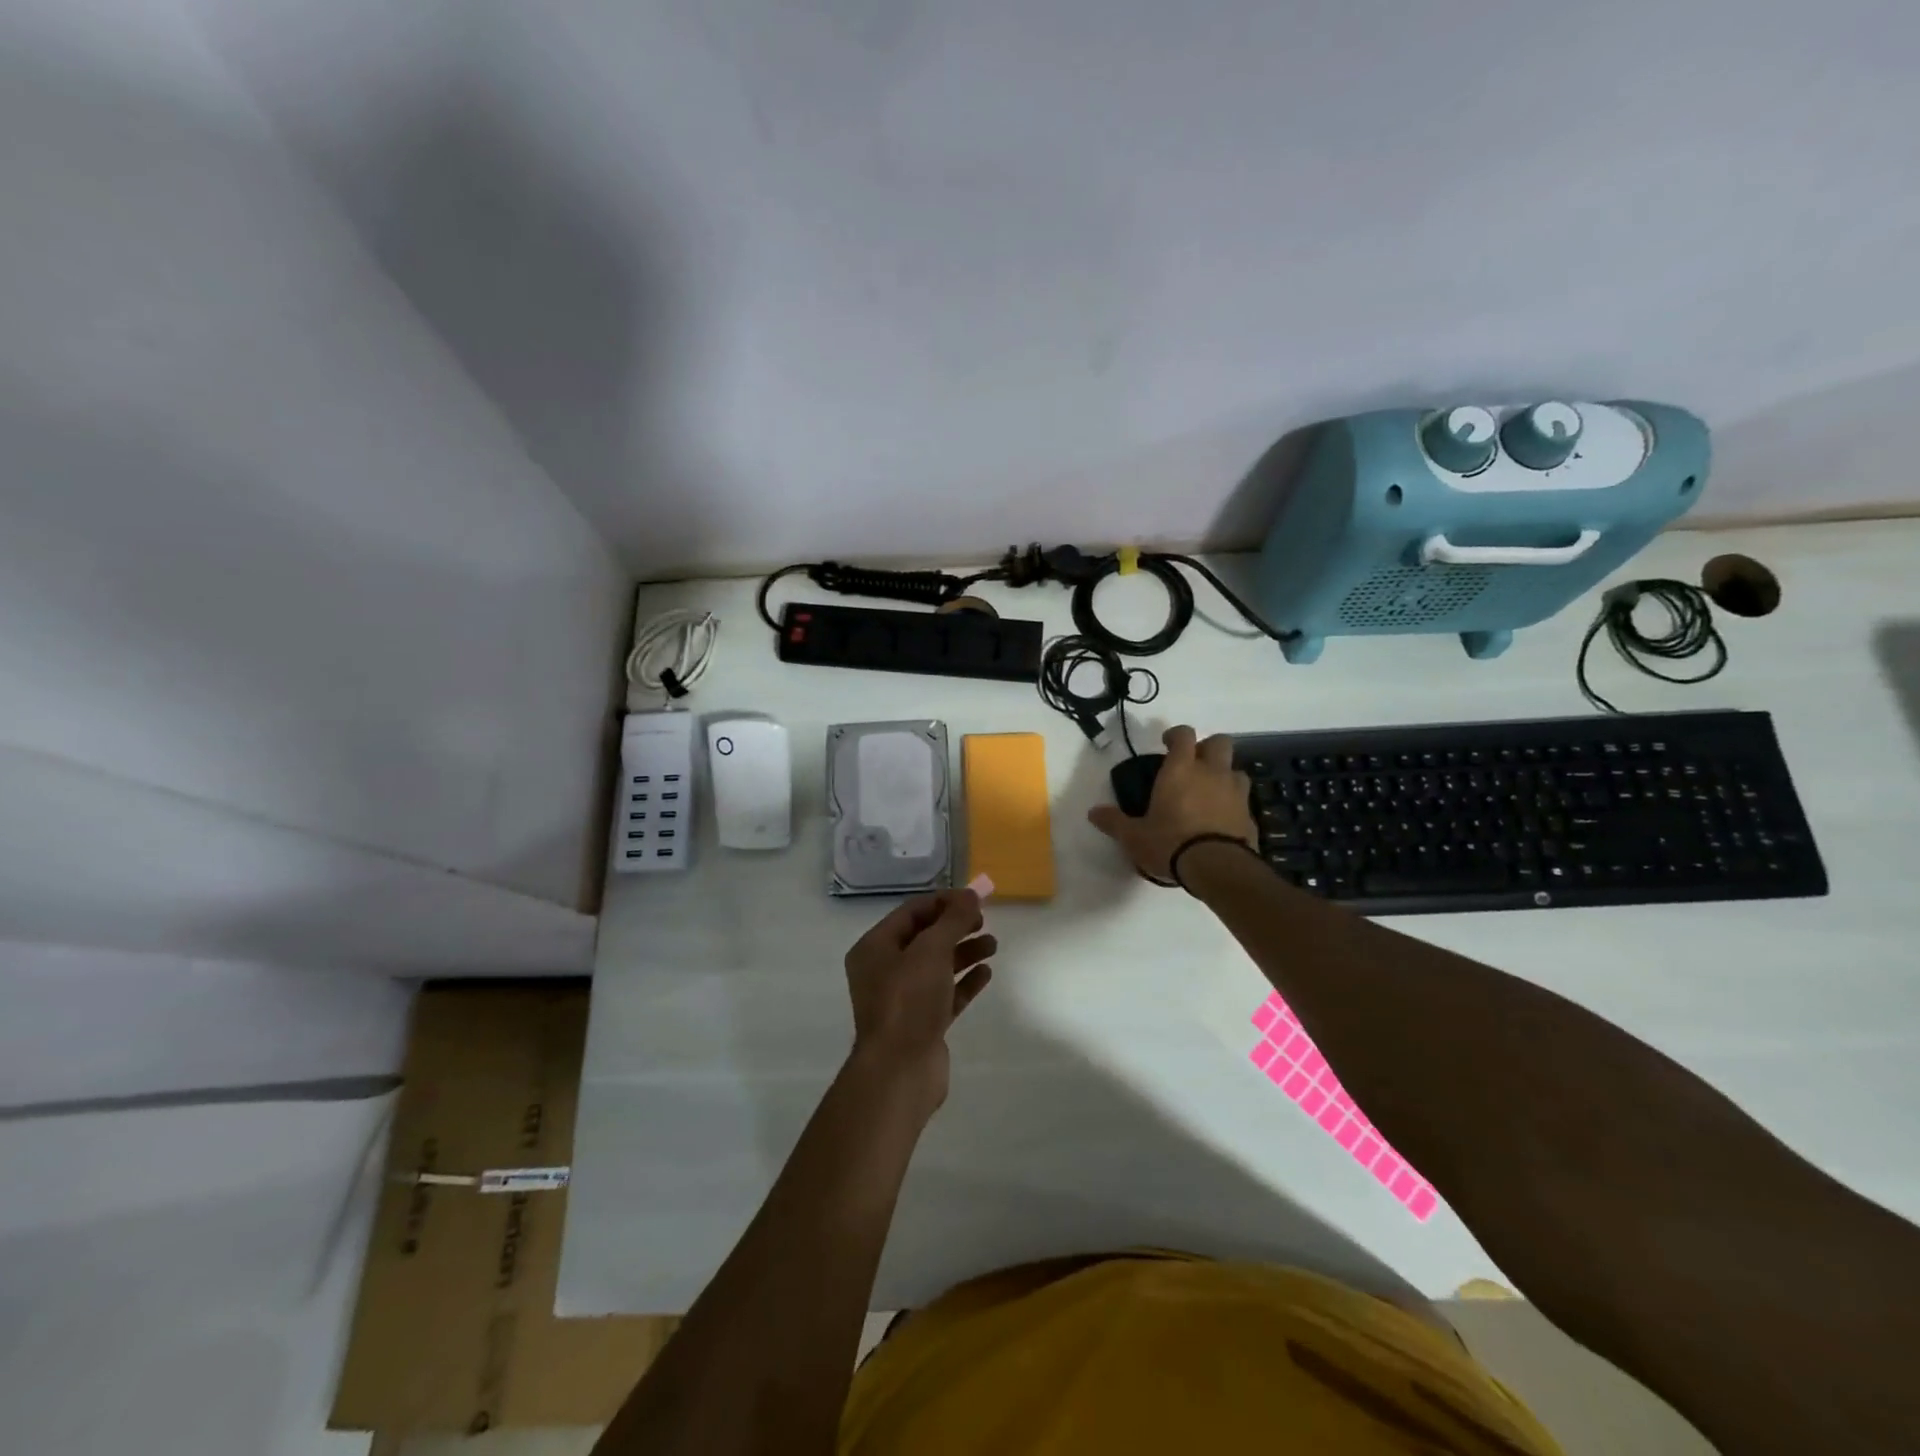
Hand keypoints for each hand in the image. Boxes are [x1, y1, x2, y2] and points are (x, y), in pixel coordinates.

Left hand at [844, 889, 994, 1110]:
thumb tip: (971, 894)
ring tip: (993, 946)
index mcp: (874, 948)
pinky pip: (946, 993)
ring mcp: (903, 999)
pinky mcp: (922, 1023)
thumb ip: (953, 920)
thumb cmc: (908, 1001)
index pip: (911, 912)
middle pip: (925, 938)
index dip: (943, 902)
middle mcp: (884, 970)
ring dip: (964, 952)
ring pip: (937, 966)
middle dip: (955, 927)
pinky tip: (986, 973)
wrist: (900, 1071)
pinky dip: (965, 981)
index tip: (976, 899)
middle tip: (984, 921)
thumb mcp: (931, 951)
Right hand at [1087, 725, 1255, 883]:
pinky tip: (1220, 819)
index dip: (1176, 735)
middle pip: (1219, 742)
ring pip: (1235, 769)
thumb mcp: (1133, 836)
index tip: (1166, 744)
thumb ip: (1114, 821)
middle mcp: (1211, 773)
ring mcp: (1235, 793)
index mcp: (1181, 770)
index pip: (1184, 735)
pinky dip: (1233, 803)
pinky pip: (1242, 799)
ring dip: (1224, 774)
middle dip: (1206, 748)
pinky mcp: (1249, 815)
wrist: (1218, 868)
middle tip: (1192, 765)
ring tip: (1209, 792)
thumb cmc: (1170, 843)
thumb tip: (1093, 812)